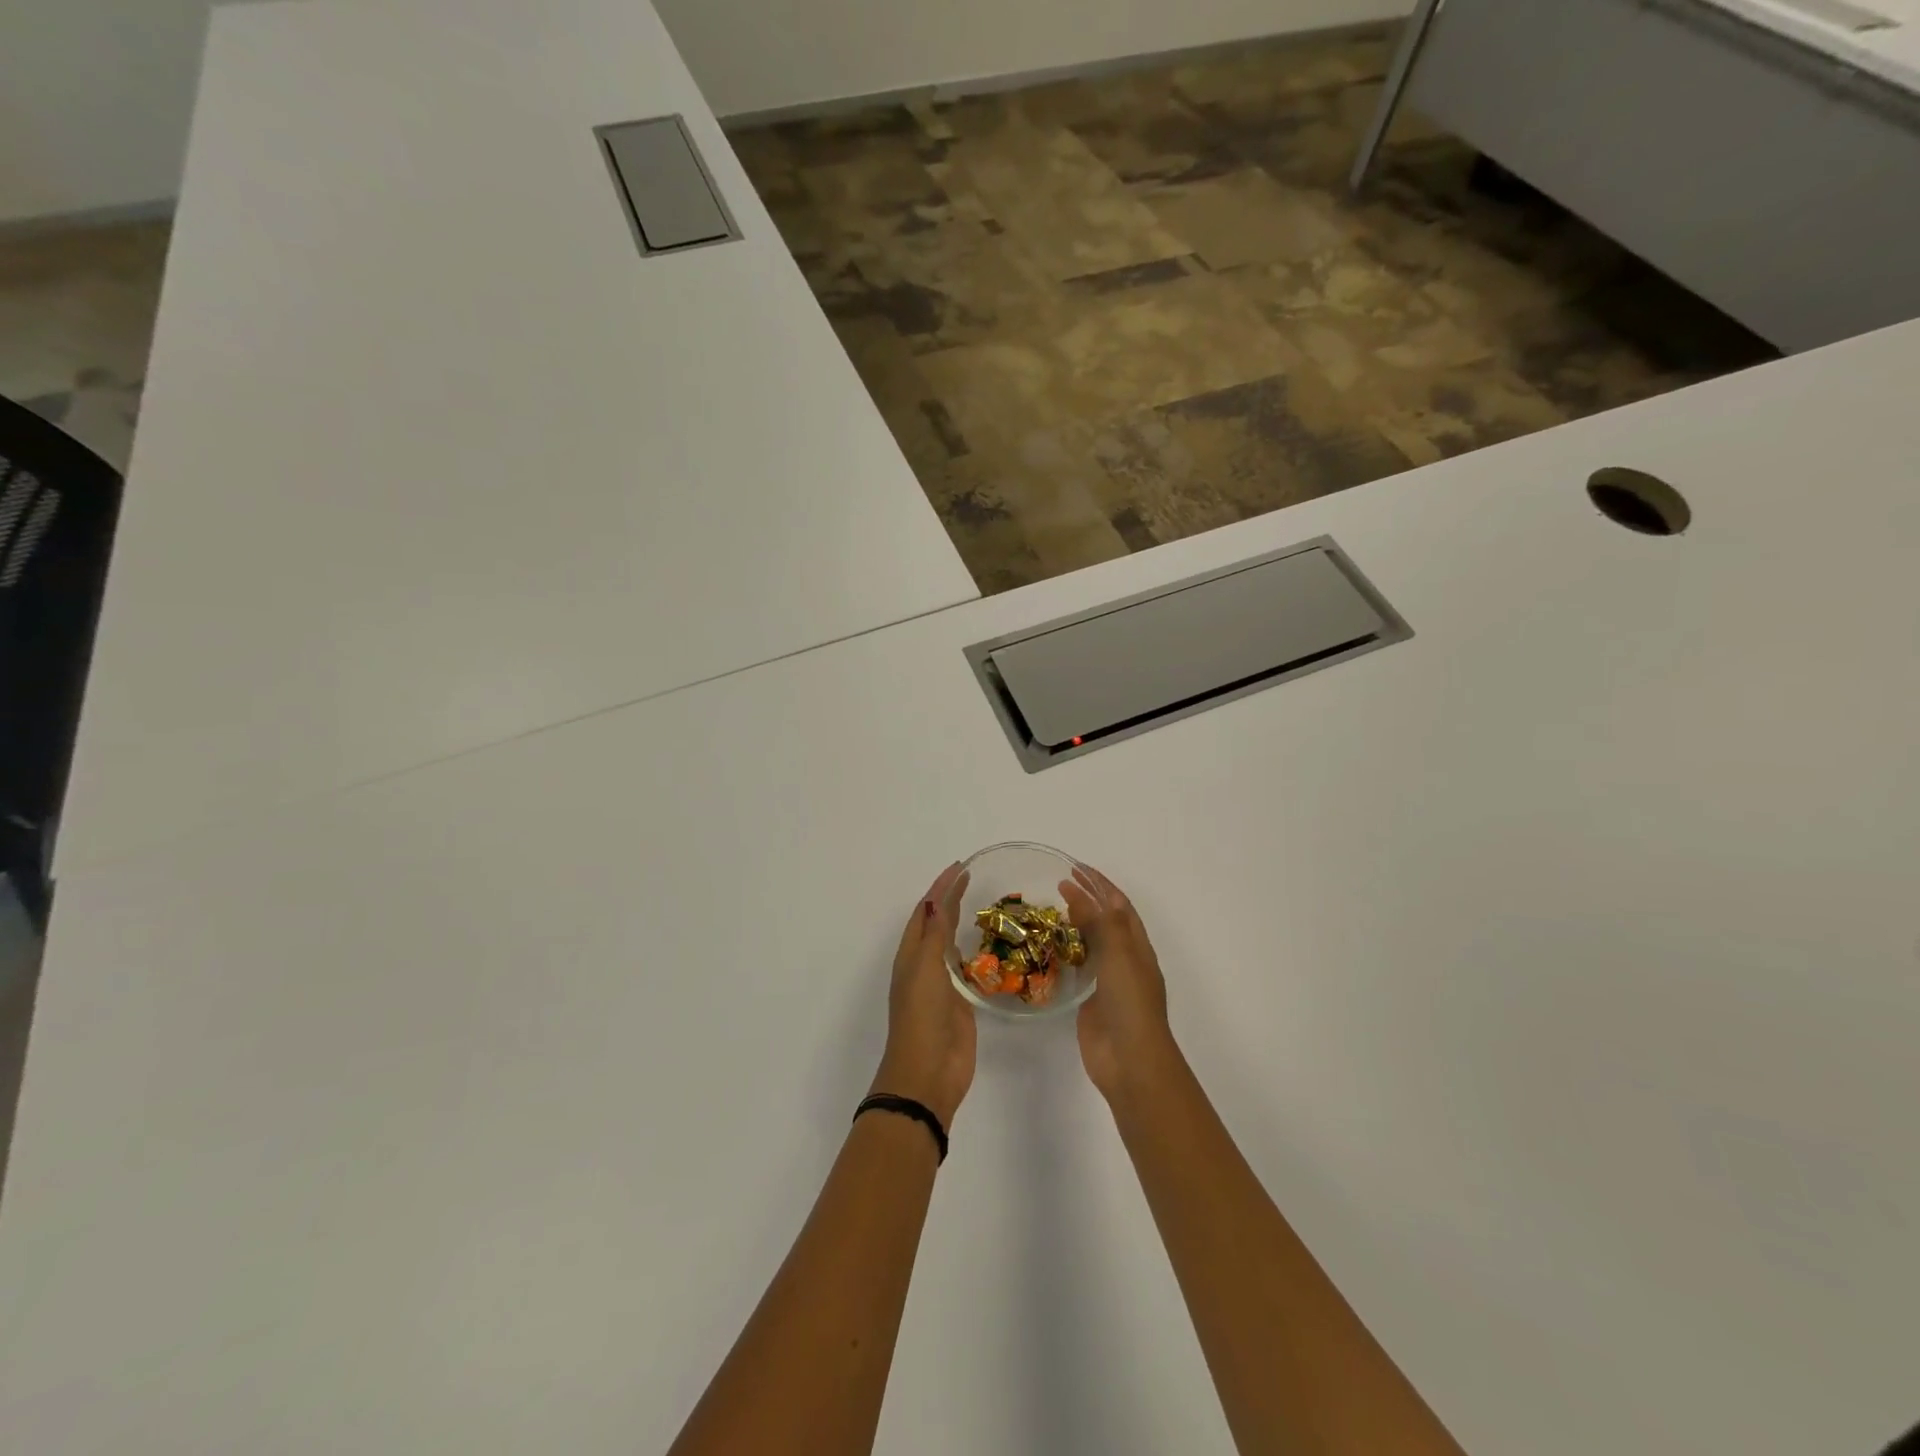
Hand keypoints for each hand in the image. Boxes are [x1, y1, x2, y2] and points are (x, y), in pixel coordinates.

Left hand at [870, 862, 975, 1129]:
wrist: (928, 1074)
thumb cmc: (922, 1018)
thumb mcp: (925, 971)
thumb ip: (934, 937)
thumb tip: (938, 901)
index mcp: (911, 955)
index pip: (926, 911)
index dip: (940, 888)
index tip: (961, 867)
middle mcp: (924, 965)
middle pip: (937, 924)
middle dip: (950, 900)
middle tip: (973, 878)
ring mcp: (942, 985)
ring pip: (951, 945)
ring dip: (962, 923)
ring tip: (984, 904)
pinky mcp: (961, 1003)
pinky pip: (968, 969)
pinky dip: (976, 952)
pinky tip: (990, 945)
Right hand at [1059, 864, 1177, 1103]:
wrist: (1130, 1060)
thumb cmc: (1130, 1002)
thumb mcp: (1117, 954)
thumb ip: (1098, 922)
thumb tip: (1077, 893)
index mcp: (1138, 946)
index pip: (1119, 905)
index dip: (1100, 884)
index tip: (1076, 867)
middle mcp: (1125, 960)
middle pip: (1106, 921)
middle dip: (1087, 899)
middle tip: (1059, 883)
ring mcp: (1108, 981)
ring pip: (1091, 944)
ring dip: (1075, 924)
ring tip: (1052, 909)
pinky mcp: (1090, 1000)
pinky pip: (1078, 968)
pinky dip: (1066, 952)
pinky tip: (1050, 947)